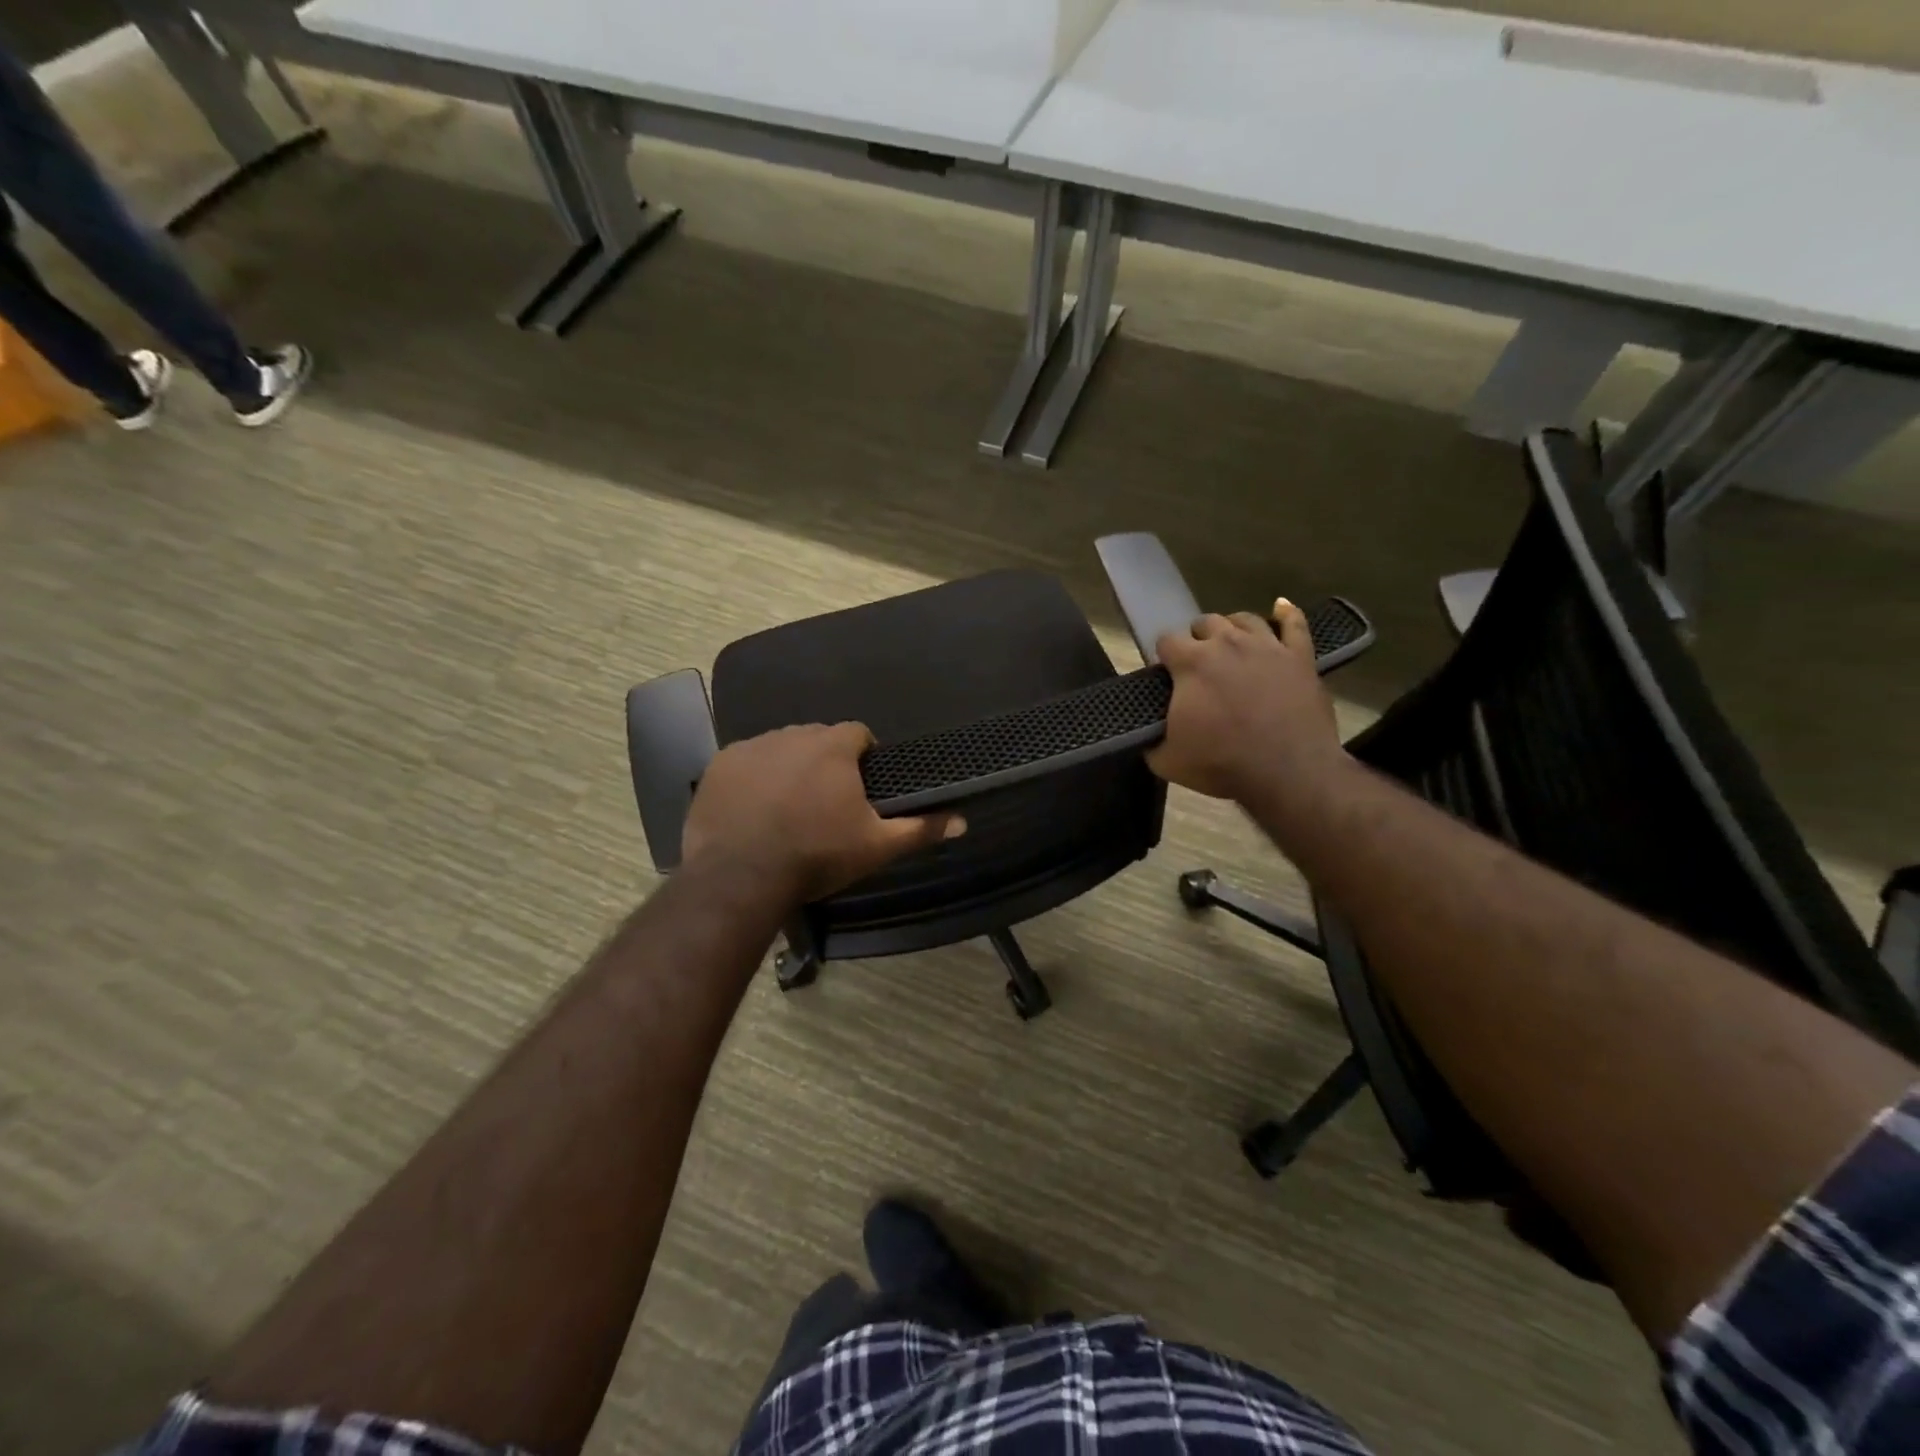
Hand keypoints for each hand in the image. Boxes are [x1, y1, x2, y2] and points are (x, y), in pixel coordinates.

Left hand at [681, 722, 964, 904]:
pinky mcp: (720, 765)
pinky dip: (754, 778)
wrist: (741, 876)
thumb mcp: (876, 846)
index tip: (863, 784)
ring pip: (781, 748)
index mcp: (833, 747)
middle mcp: (792, 734)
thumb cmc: (817, 855)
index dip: (864, 755)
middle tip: (826, 801)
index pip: (858, 734)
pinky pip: (746, 763)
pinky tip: (754, 810)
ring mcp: (752, 747)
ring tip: (788, 806)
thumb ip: (920, 829)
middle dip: (825, 761)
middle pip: (818, 739)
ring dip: (789, 767)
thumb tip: (963, 820)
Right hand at [1146, 599, 1347, 805]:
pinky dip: (1286, 614)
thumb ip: (1151, 739)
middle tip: (1198, 665)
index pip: (1166, 640)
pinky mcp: (1300, 657)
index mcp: (1192, 663)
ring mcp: (1267, 646)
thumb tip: (1146, 735)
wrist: (1287, 773)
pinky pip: (1294, 624)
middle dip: (1197, 640)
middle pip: (1205, 623)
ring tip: (1229, 643)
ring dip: (1232, 627)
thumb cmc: (1222, 764)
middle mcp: (1227, 643)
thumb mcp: (1167, 760)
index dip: (1164, 656)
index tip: (1167, 675)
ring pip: (1244, 619)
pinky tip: (1281, 607)